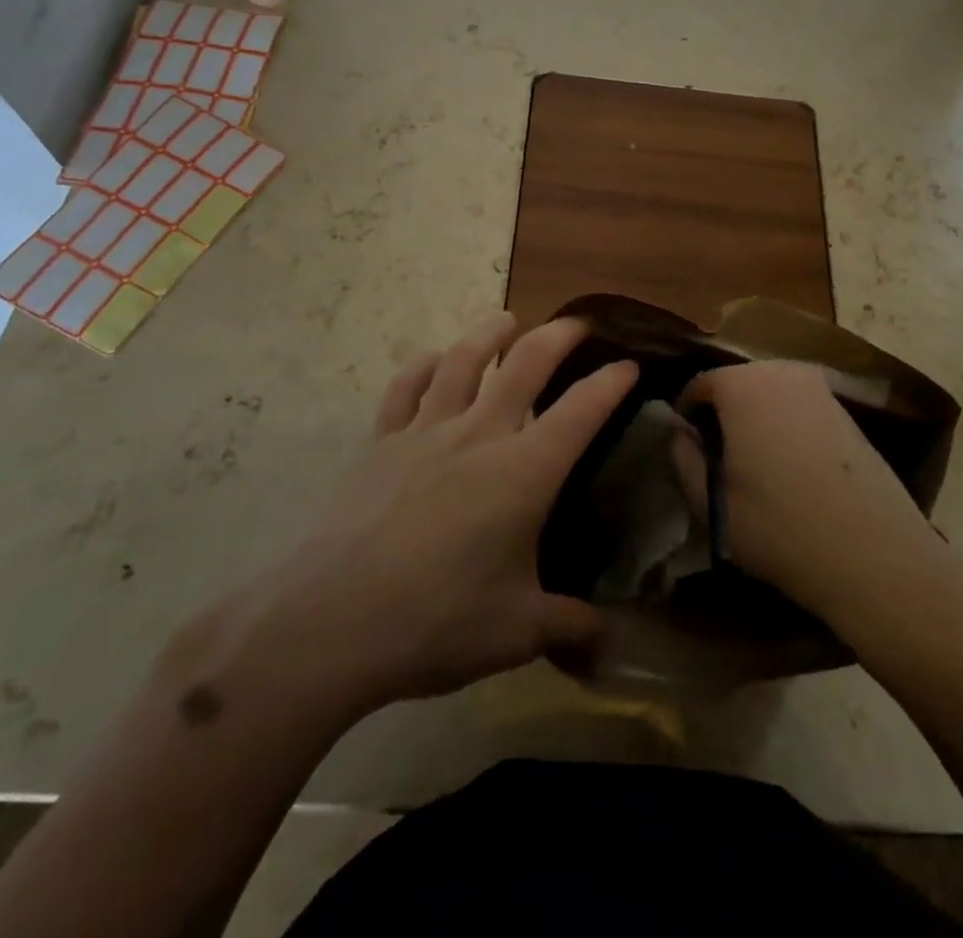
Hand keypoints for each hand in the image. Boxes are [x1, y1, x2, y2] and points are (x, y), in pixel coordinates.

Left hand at [239, 312, 636, 714]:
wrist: (332, 623)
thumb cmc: (438, 621)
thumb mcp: (518, 632)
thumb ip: (569, 626)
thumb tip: (609, 641)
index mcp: (524, 471)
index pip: (582, 410)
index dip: (611, 382)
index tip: (630, 365)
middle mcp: (480, 434)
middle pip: (526, 364)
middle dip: (559, 336)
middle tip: (578, 324)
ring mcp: (426, 433)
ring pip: (462, 360)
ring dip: (489, 334)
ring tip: (506, 321)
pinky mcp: (381, 444)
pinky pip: (405, 389)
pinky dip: (422, 366)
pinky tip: (431, 360)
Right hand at [675, 361, 938, 616]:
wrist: (874, 554)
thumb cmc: (780, 527)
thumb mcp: (710, 503)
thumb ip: (682, 458)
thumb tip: (680, 433)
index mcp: (742, 384)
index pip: (698, 386)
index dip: (686, 418)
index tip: (689, 453)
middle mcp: (782, 370)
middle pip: (736, 385)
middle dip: (723, 415)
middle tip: (719, 461)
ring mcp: (821, 388)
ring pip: (770, 395)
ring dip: (756, 421)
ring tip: (756, 469)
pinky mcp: (848, 410)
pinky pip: (800, 408)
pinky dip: (787, 427)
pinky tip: (793, 471)